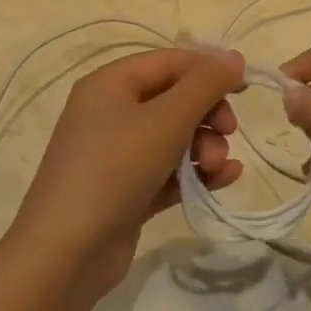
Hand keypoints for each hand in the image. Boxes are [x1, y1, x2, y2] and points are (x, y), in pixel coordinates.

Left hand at [6, 47, 244, 306]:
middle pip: (174, 99)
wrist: (66, 254)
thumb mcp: (165, 120)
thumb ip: (204, 85)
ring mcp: (117, 154)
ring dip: (204, 147)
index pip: (169, 62)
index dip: (208, 69)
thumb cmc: (114, 170)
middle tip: (228, 132)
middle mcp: (110, 113)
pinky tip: (223, 181)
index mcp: (110, 84)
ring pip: (175, 138)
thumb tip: (234, 56)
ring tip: (216, 167)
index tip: (245, 88)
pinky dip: (195, 173)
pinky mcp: (127, 191)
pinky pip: (169, 171)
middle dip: (207, 115)